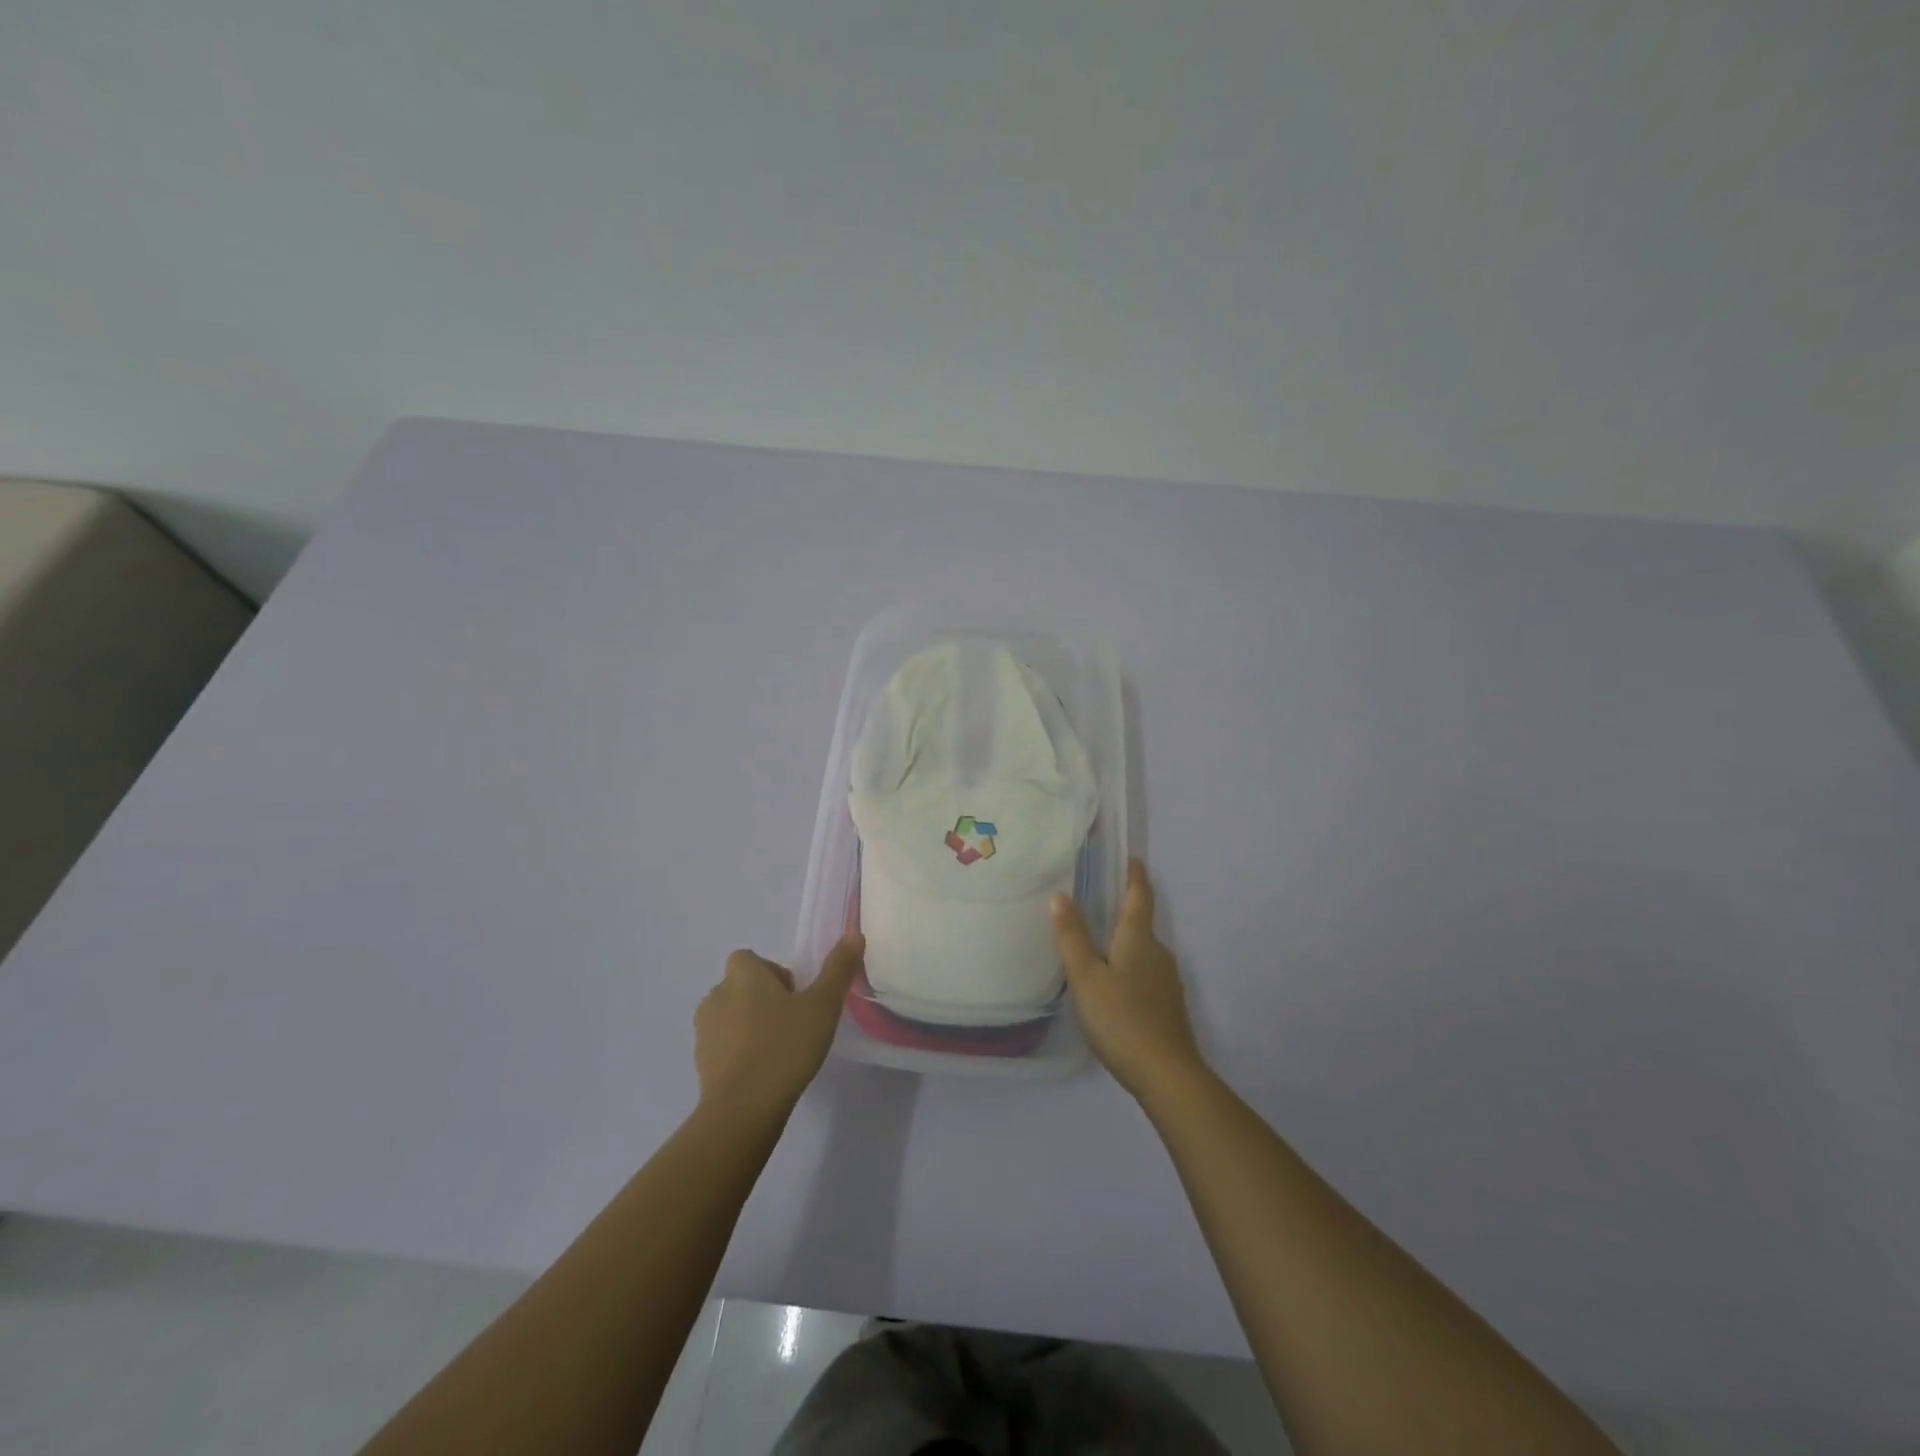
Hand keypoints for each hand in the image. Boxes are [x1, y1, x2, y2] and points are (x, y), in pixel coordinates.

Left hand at [695, 934, 864, 1115]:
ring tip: (779, 1050)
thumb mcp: (823, 1005)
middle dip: (763, 999)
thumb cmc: (785, 1046)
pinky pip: (723, 1047)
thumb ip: (838, 969)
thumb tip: (854, 935)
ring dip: (749, 1025)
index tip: (795, 996)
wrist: (743, 1109)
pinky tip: (763, 1073)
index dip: (772, 973)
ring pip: (730, 1016)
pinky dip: (739, 1052)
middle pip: (740, 987)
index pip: (749, 959)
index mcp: (742, 975)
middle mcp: (717, 995)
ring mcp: (704, 1031)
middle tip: (793, 1023)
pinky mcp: (700, 1064)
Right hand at [1052, 860, 1206, 1102]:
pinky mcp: (1168, 1006)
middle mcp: (1159, 954)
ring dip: (1125, 942)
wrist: (1167, 1075)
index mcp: (1139, 940)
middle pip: (1142, 924)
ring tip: (1099, 944)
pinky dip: (1130, 968)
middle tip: (1098, 902)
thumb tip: (1060, 895)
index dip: (1135, 876)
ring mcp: (1167, 982)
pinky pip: (1146, 974)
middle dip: (1124, 910)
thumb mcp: (1087, 977)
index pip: (1139, 897)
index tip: (1132, 859)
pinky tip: (1114, 985)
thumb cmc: (1122, 1019)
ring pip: (1144, 952)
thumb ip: (1072, 937)